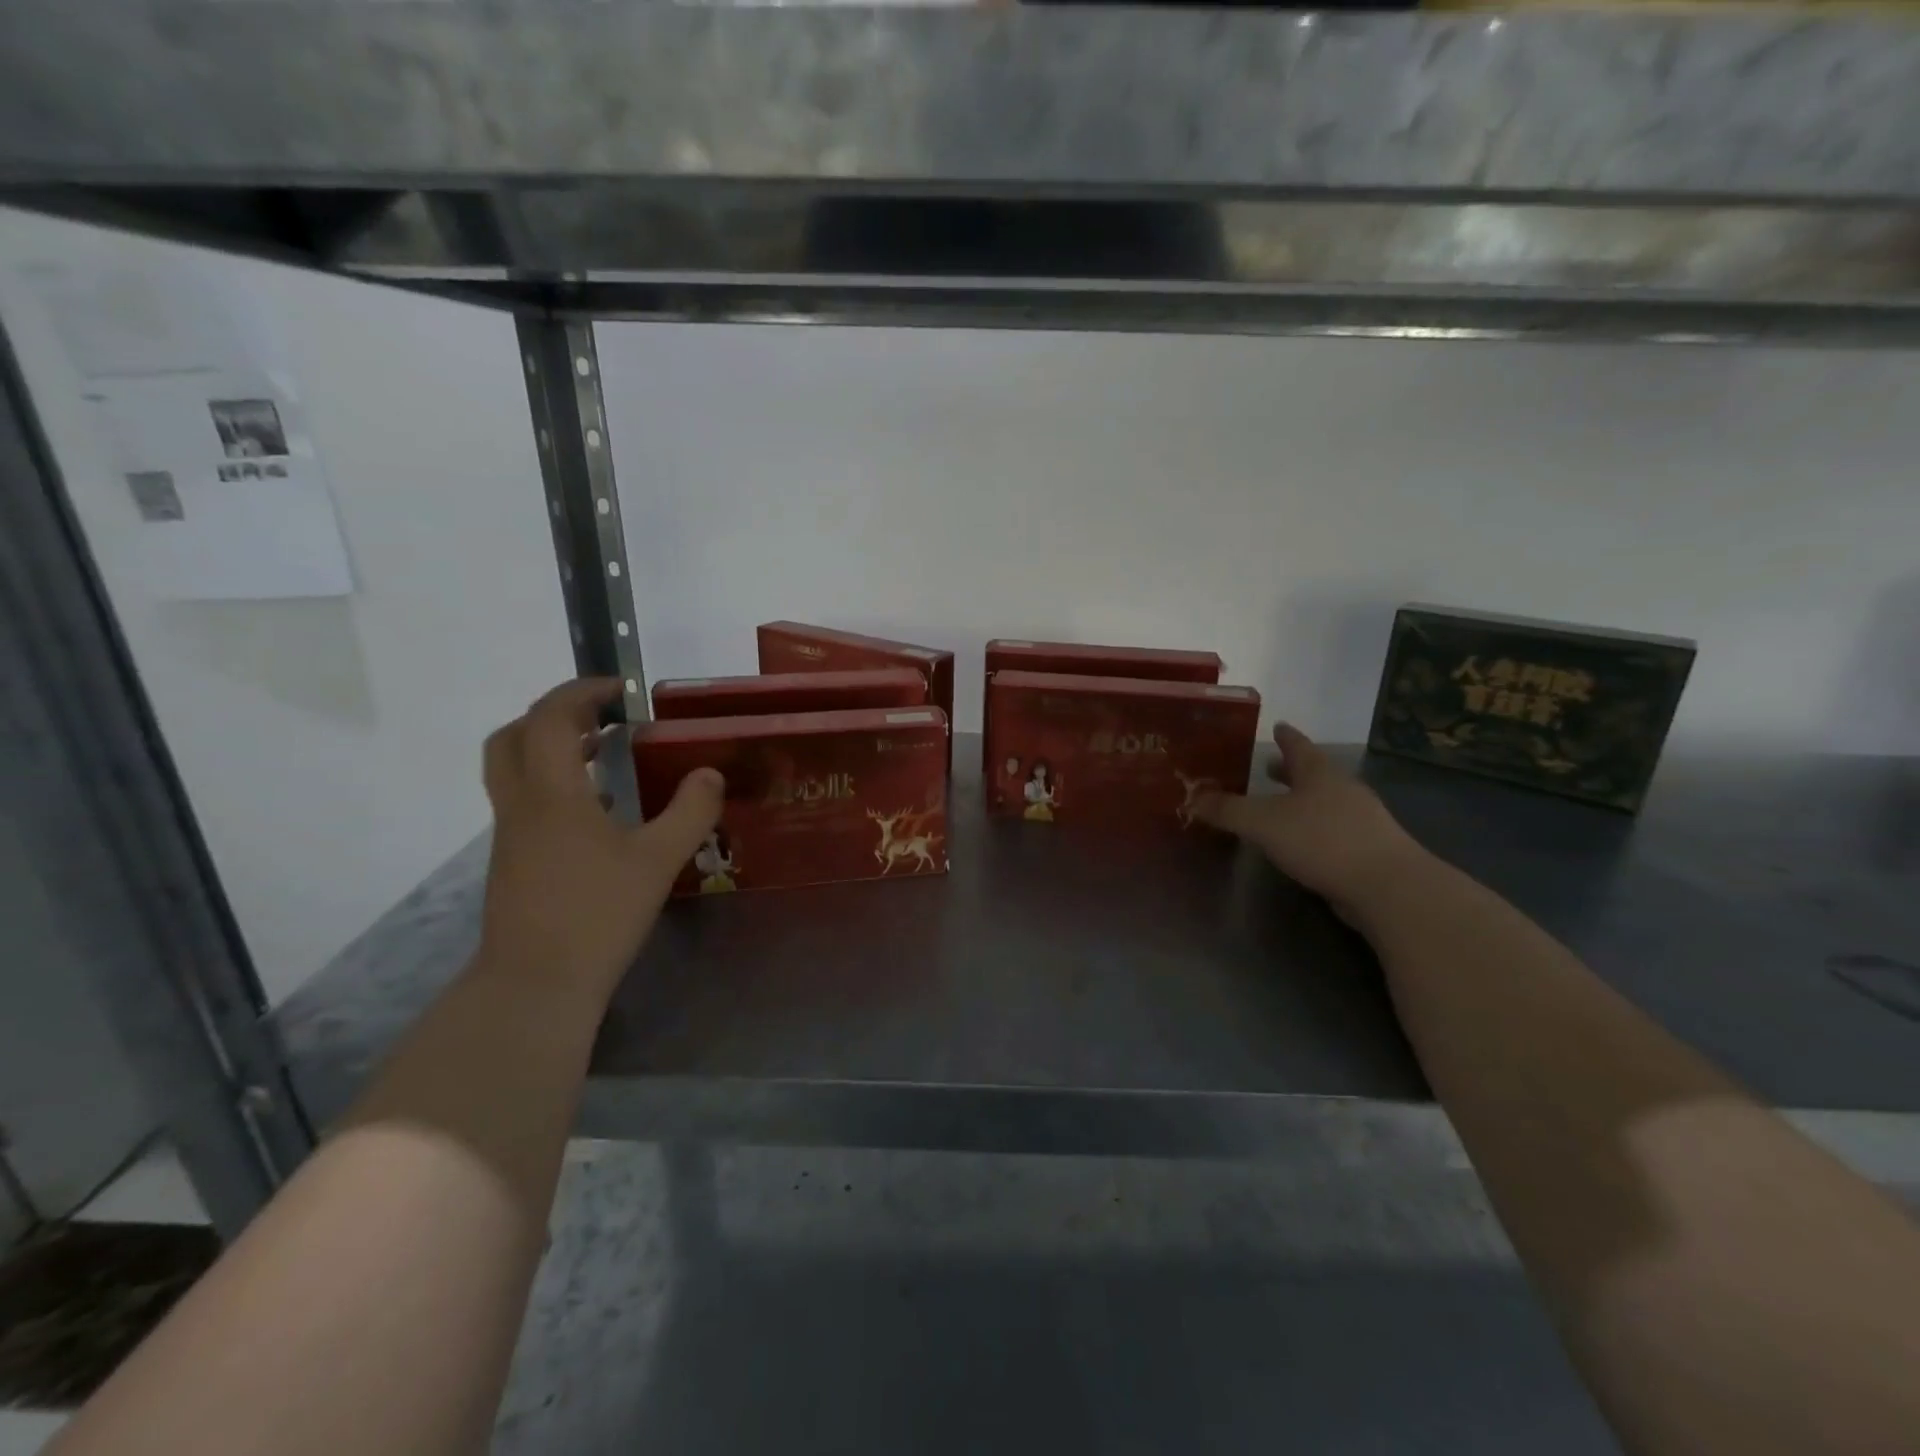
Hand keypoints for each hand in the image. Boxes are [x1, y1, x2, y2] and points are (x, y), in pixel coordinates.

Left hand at [477, 678, 721, 1000]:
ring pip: (512, 769)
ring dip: (549, 748)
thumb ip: (690, 811)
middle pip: (512, 736)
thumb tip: (710, 773)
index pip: (549, 718)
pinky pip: (524, 801)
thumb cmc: (598, 914)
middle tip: (599, 716)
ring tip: (602, 754)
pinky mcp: (512, 862)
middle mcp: (521, 805)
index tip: (619, 689)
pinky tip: (596, 810)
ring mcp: (510, 836)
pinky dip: (553, 784)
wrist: (535, 984)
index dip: (580, 692)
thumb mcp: (659, 860)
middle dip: (552, 714)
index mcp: (553, 794)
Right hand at [1193, 723, 1425, 920]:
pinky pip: (1334, 828)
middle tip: (1269, 767)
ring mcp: (1361, 819)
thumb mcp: (1262, 823)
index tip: (1277, 725)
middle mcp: (1342, 789)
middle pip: (1313, 773)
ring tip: (1281, 805)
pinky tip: (1302, 842)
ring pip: (1325, 801)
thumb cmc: (1321, 840)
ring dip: (1302, 800)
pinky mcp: (1369, 849)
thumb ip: (1227, 810)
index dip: (1285, 736)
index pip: (1298, 746)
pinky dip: (1315, 827)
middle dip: (1289, 770)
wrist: (1387, 886)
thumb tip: (1192, 799)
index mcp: (1318, 774)